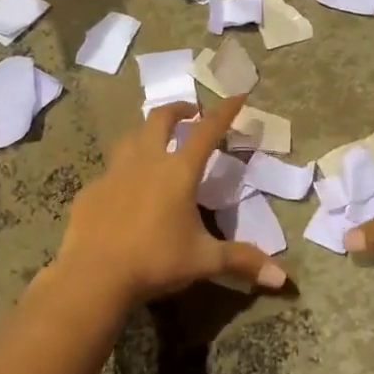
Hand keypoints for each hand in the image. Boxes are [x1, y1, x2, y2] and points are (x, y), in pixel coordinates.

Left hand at [52, 93, 288, 309]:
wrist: (94, 276)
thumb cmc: (156, 261)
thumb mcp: (204, 261)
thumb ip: (242, 260)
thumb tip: (282, 278)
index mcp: (178, 171)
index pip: (207, 131)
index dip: (225, 111)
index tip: (238, 95)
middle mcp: (146, 162)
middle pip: (160, 118)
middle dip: (178, 109)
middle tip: (190, 113)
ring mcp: (114, 173)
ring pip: (130, 137)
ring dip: (146, 132)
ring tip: (155, 142)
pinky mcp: (91, 191)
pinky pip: (109, 172)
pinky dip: (122, 172)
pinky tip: (124, 191)